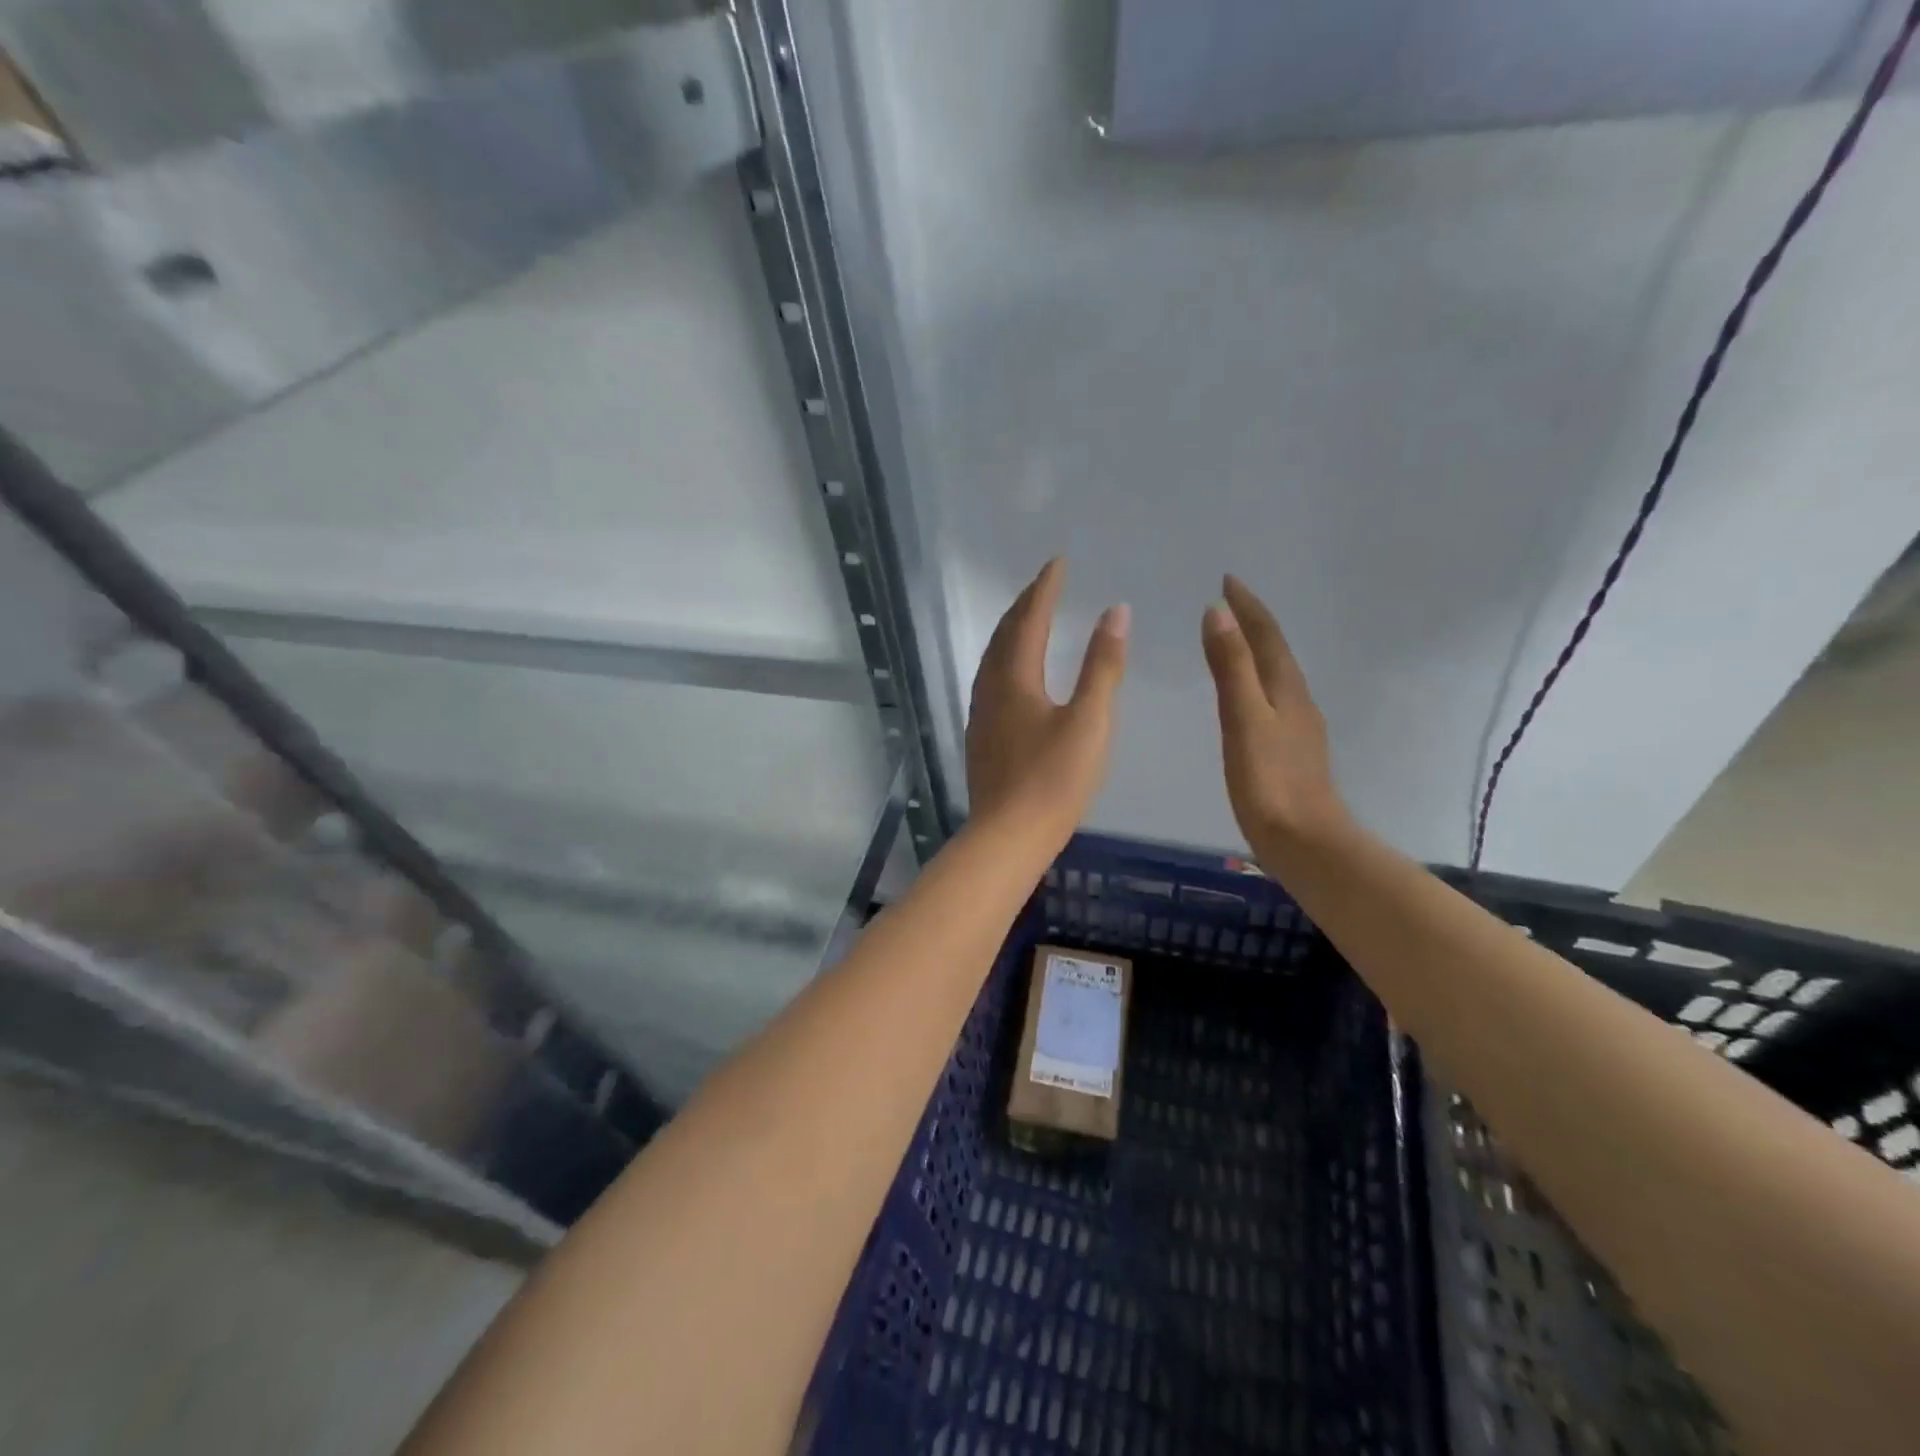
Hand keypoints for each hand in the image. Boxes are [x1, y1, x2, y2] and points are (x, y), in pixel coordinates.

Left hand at [967, 559, 1128, 836]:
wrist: (1007, 836)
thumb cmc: (1054, 781)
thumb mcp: (1090, 721)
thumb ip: (1103, 666)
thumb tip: (1116, 612)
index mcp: (1016, 678)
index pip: (1030, 619)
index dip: (1045, 588)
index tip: (1058, 561)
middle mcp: (991, 687)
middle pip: (1005, 633)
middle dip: (1025, 603)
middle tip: (1045, 582)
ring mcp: (981, 712)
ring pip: (993, 656)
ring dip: (1012, 630)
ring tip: (1029, 617)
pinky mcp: (981, 735)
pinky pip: (990, 678)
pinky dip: (1005, 657)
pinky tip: (1014, 672)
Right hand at [1202, 575, 1348, 847]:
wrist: (1305, 842)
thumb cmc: (1269, 782)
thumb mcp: (1244, 720)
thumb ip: (1231, 667)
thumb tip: (1217, 612)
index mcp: (1286, 689)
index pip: (1266, 635)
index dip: (1247, 606)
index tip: (1228, 579)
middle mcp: (1297, 701)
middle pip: (1275, 650)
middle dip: (1252, 622)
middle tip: (1227, 601)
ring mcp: (1297, 727)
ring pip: (1275, 675)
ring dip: (1255, 650)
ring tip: (1232, 638)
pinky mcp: (1291, 750)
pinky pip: (1271, 699)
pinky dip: (1255, 680)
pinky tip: (1246, 696)